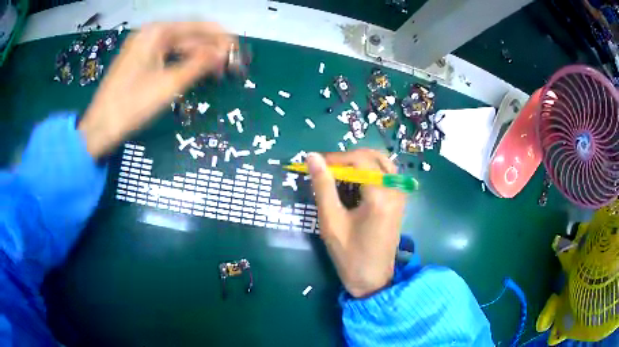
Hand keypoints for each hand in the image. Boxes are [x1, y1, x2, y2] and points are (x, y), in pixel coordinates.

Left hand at [79, 22, 234, 157]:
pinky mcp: (139, 61)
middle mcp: (150, 34)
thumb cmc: (131, 105)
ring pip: (178, 47)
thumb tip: (226, 52)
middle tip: (230, 66)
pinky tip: (194, 73)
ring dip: (198, 58)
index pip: (198, 27)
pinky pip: (167, 56)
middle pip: (188, 36)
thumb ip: (200, 64)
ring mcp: (143, 47)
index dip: (221, 39)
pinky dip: (182, 63)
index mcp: (157, 32)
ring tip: (216, 72)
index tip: (238, 52)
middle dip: (210, 49)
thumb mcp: (169, 84)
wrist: (99, 128)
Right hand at [307, 149, 405, 297]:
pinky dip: (369, 172)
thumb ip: (323, 186)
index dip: (336, 158)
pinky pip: (386, 175)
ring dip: (360, 164)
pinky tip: (354, 184)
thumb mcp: (331, 221)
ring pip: (382, 164)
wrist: (373, 279)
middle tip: (327, 169)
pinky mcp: (399, 202)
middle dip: (348, 159)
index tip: (316, 164)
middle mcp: (395, 190)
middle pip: (373, 157)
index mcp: (380, 195)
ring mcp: (400, 195)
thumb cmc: (349, 255)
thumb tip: (312, 157)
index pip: (360, 160)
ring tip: (338, 175)